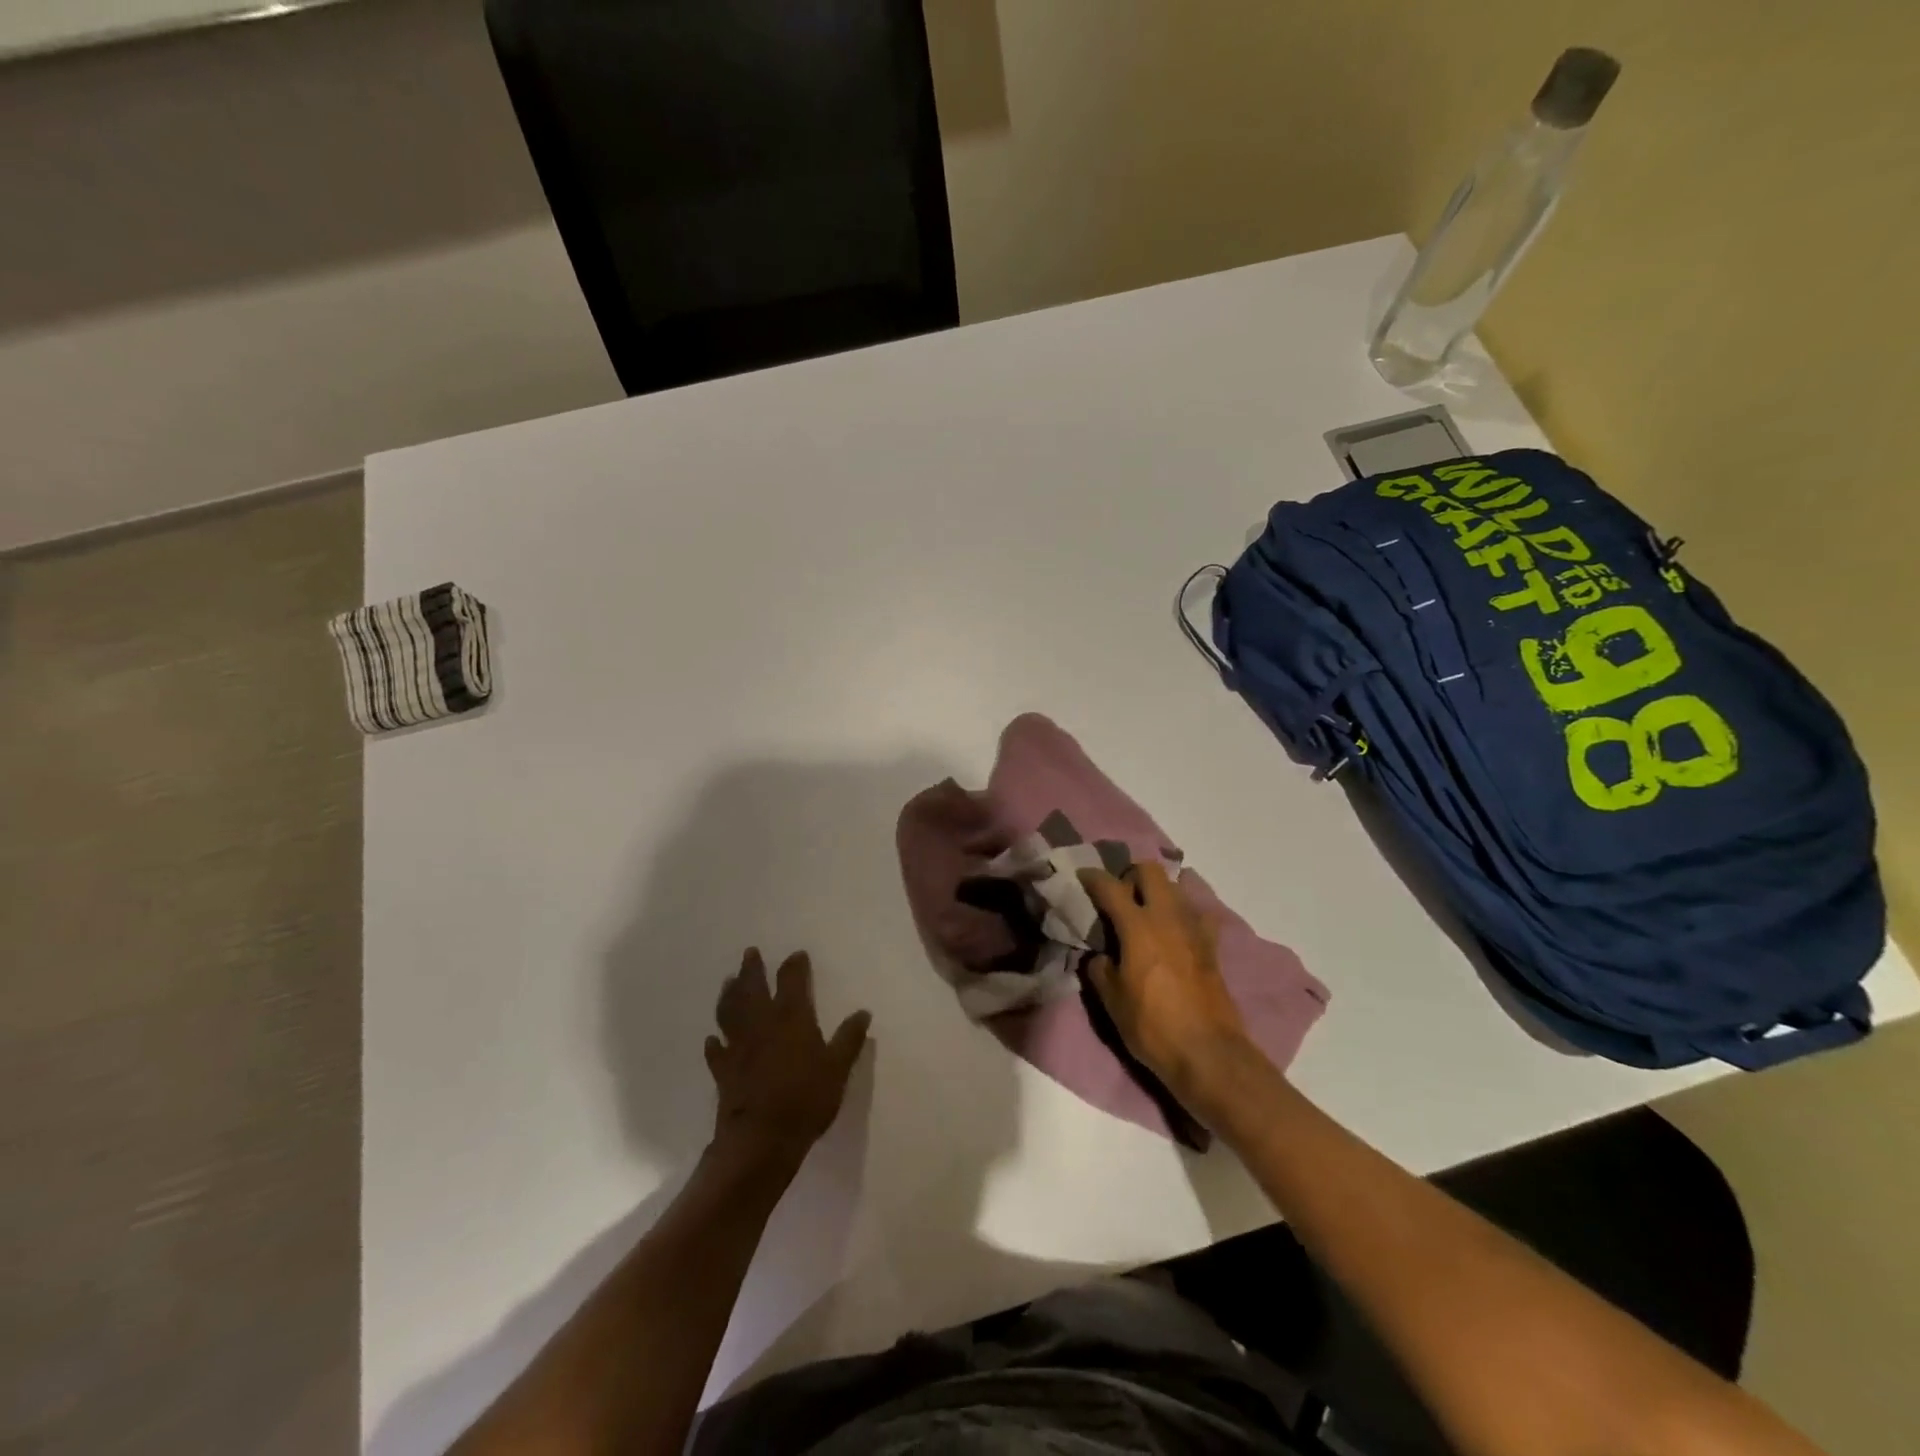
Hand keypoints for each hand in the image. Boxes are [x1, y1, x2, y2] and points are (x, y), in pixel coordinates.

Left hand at [705, 948, 870, 1172]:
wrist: (761, 1139)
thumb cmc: (806, 1099)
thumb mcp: (838, 1068)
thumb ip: (849, 1039)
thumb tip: (863, 1012)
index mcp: (791, 1017)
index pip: (792, 980)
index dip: (794, 965)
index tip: (797, 955)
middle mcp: (761, 1023)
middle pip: (753, 988)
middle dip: (752, 969)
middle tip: (750, 953)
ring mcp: (738, 1046)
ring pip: (730, 1011)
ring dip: (729, 994)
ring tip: (728, 982)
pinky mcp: (723, 1070)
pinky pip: (716, 1050)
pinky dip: (715, 1042)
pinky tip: (713, 1038)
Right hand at [1079, 863, 1255, 1106]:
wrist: (1207, 1053)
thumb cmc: (1152, 1026)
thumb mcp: (1112, 999)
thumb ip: (1100, 968)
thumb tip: (1099, 955)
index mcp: (1138, 926)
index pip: (1110, 887)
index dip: (1092, 878)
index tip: (1082, 877)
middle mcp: (1167, 917)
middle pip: (1150, 871)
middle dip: (1131, 876)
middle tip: (1119, 897)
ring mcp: (1194, 929)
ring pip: (1175, 887)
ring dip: (1157, 892)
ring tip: (1144, 913)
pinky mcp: (1212, 946)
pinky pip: (1196, 914)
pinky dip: (1182, 914)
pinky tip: (1174, 932)